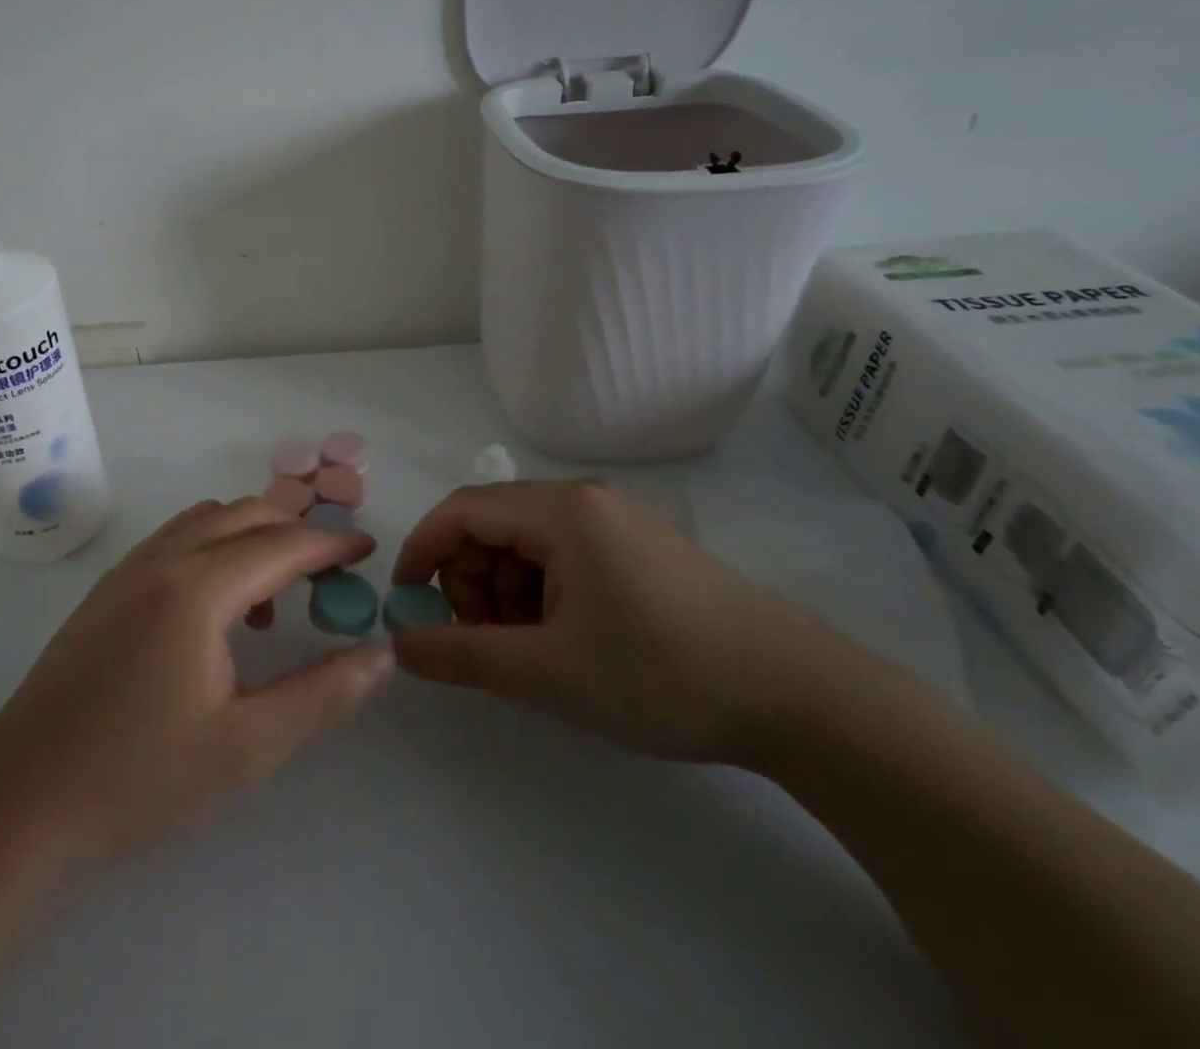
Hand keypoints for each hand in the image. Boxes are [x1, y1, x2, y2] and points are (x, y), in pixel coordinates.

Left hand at [0, 499, 393, 862]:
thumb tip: (381, 654)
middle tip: (330, 573)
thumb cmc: (139, 778)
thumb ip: (322, 694)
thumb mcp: (247, 748)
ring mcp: (127, 569)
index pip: (281, 543)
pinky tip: (216, 610)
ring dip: (250, 537)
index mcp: (197, 587)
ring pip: (205, 521)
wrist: (21, 801)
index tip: (368, 551)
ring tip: (274, 597)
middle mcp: (162, 559)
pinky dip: (212, 548)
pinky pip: (174, 540)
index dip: (330, 545)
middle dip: (294, 531)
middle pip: (244, 515)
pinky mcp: (106, 589)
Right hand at [390, 479, 842, 763]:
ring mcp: (616, 522)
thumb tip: (397, 645)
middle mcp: (585, 500)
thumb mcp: (551, 672)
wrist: (802, 699)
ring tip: (534, 653)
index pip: (462, 510)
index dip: (422, 551)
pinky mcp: (639, 550)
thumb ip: (464, 656)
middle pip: (493, 527)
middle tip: (486, 644)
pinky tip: (568, 643)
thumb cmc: (664, 673)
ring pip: (526, 546)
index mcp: (561, 509)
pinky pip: (563, 559)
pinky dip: (543, 596)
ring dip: (507, 595)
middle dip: (470, 584)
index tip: (405, 603)